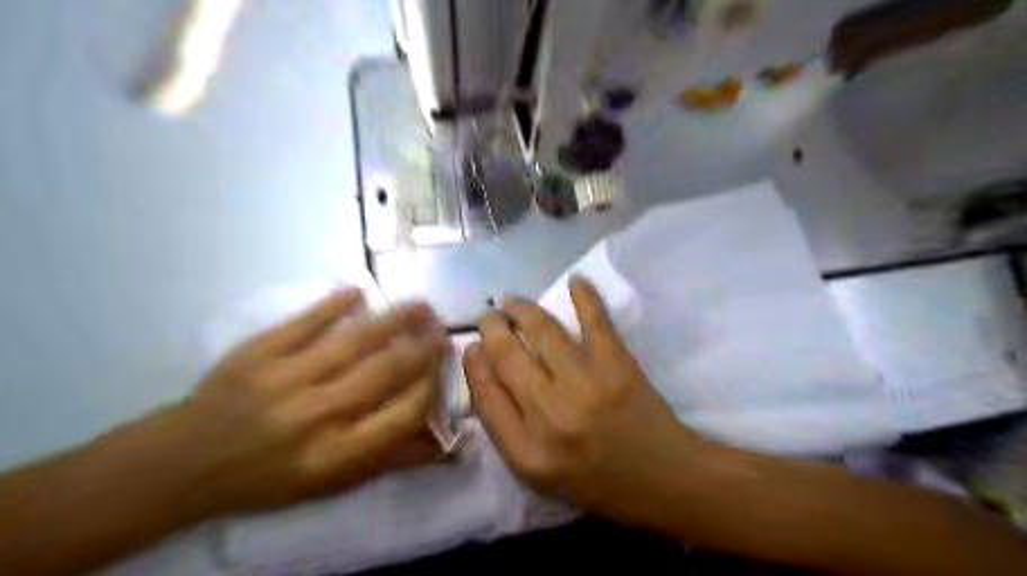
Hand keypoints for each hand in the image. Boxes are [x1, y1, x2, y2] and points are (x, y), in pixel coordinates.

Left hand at [100, 288, 449, 516]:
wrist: (184, 463)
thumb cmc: (269, 477)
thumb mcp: (332, 483)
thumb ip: (389, 461)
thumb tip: (443, 443)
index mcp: (335, 454)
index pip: (401, 414)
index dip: (431, 387)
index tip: (445, 367)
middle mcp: (315, 415)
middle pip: (383, 372)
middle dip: (421, 348)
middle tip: (443, 330)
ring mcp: (284, 378)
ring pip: (353, 342)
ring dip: (393, 320)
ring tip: (422, 306)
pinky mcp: (257, 353)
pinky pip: (303, 323)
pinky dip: (333, 304)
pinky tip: (359, 291)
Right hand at [463, 276, 706, 520]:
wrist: (662, 480)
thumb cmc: (597, 480)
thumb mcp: (539, 473)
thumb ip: (507, 428)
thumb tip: (485, 370)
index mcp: (526, 451)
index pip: (484, 394)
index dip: (473, 363)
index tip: (472, 345)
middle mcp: (550, 415)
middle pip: (507, 356)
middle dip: (491, 327)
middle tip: (489, 316)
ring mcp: (585, 384)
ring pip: (541, 330)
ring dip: (521, 308)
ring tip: (512, 301)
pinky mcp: (617, 364)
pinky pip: (594, 320)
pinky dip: (584, 295)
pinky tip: (575, 280)